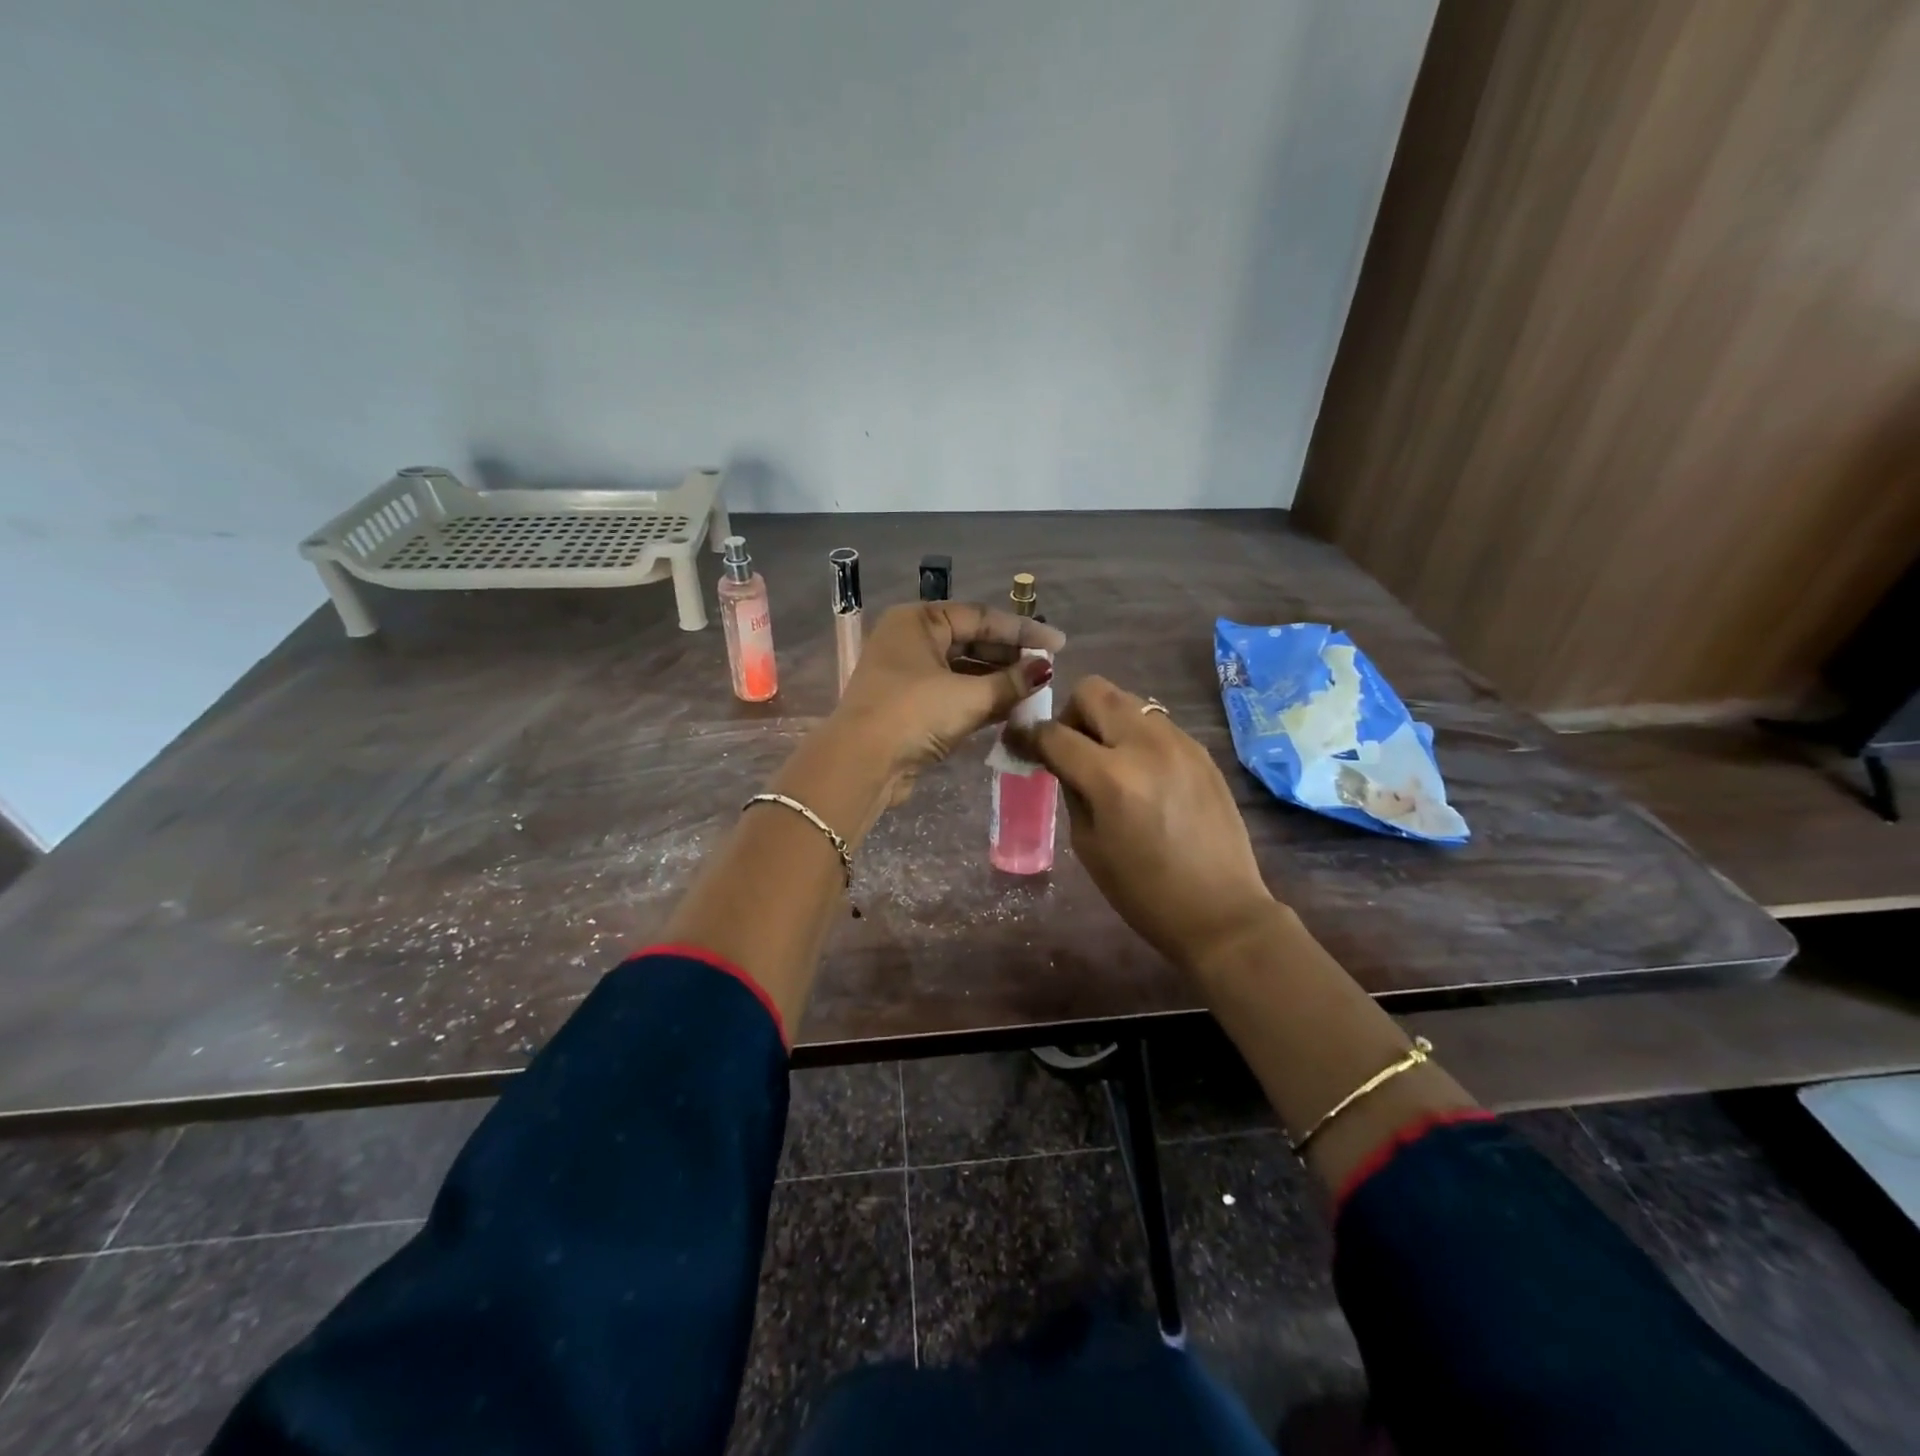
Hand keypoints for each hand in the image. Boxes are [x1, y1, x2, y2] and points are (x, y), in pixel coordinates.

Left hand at [830, 603, 1064, 797]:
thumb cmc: (914, 714)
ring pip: (963, 670)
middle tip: (1048, 668)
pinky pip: (954, 694)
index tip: (1058, 643)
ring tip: (1036, 690)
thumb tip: (1046, 669)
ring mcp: (908, 675)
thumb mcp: (968, 696)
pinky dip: (981, 699)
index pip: (980, 617)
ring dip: (998, 680)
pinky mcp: (910, 706)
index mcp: (918, 621)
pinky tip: (1012, 708)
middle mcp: (911, 641)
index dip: (1022, 630)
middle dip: (1010, 655)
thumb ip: (1011, 682)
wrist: (862, 764)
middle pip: (972, 641)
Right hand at [1015, 676, 1277, 970]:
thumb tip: (1060, 761)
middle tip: (1071, 747)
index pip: (1055, 734)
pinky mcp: (1201, 751)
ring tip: (1108, 759)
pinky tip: (1142, 773)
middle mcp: (1145, 746)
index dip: (1028, 735)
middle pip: (1094, 691)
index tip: (1019, 741)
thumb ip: (1071, 791)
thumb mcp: (1088, 845)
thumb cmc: (1144, 892)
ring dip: (1107, 721)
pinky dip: (1136, 736)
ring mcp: (1179, 743)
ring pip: (1128, 701)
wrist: (1221, 911)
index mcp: (1111, 778)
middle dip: (1072, 713)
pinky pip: (1156, 723)